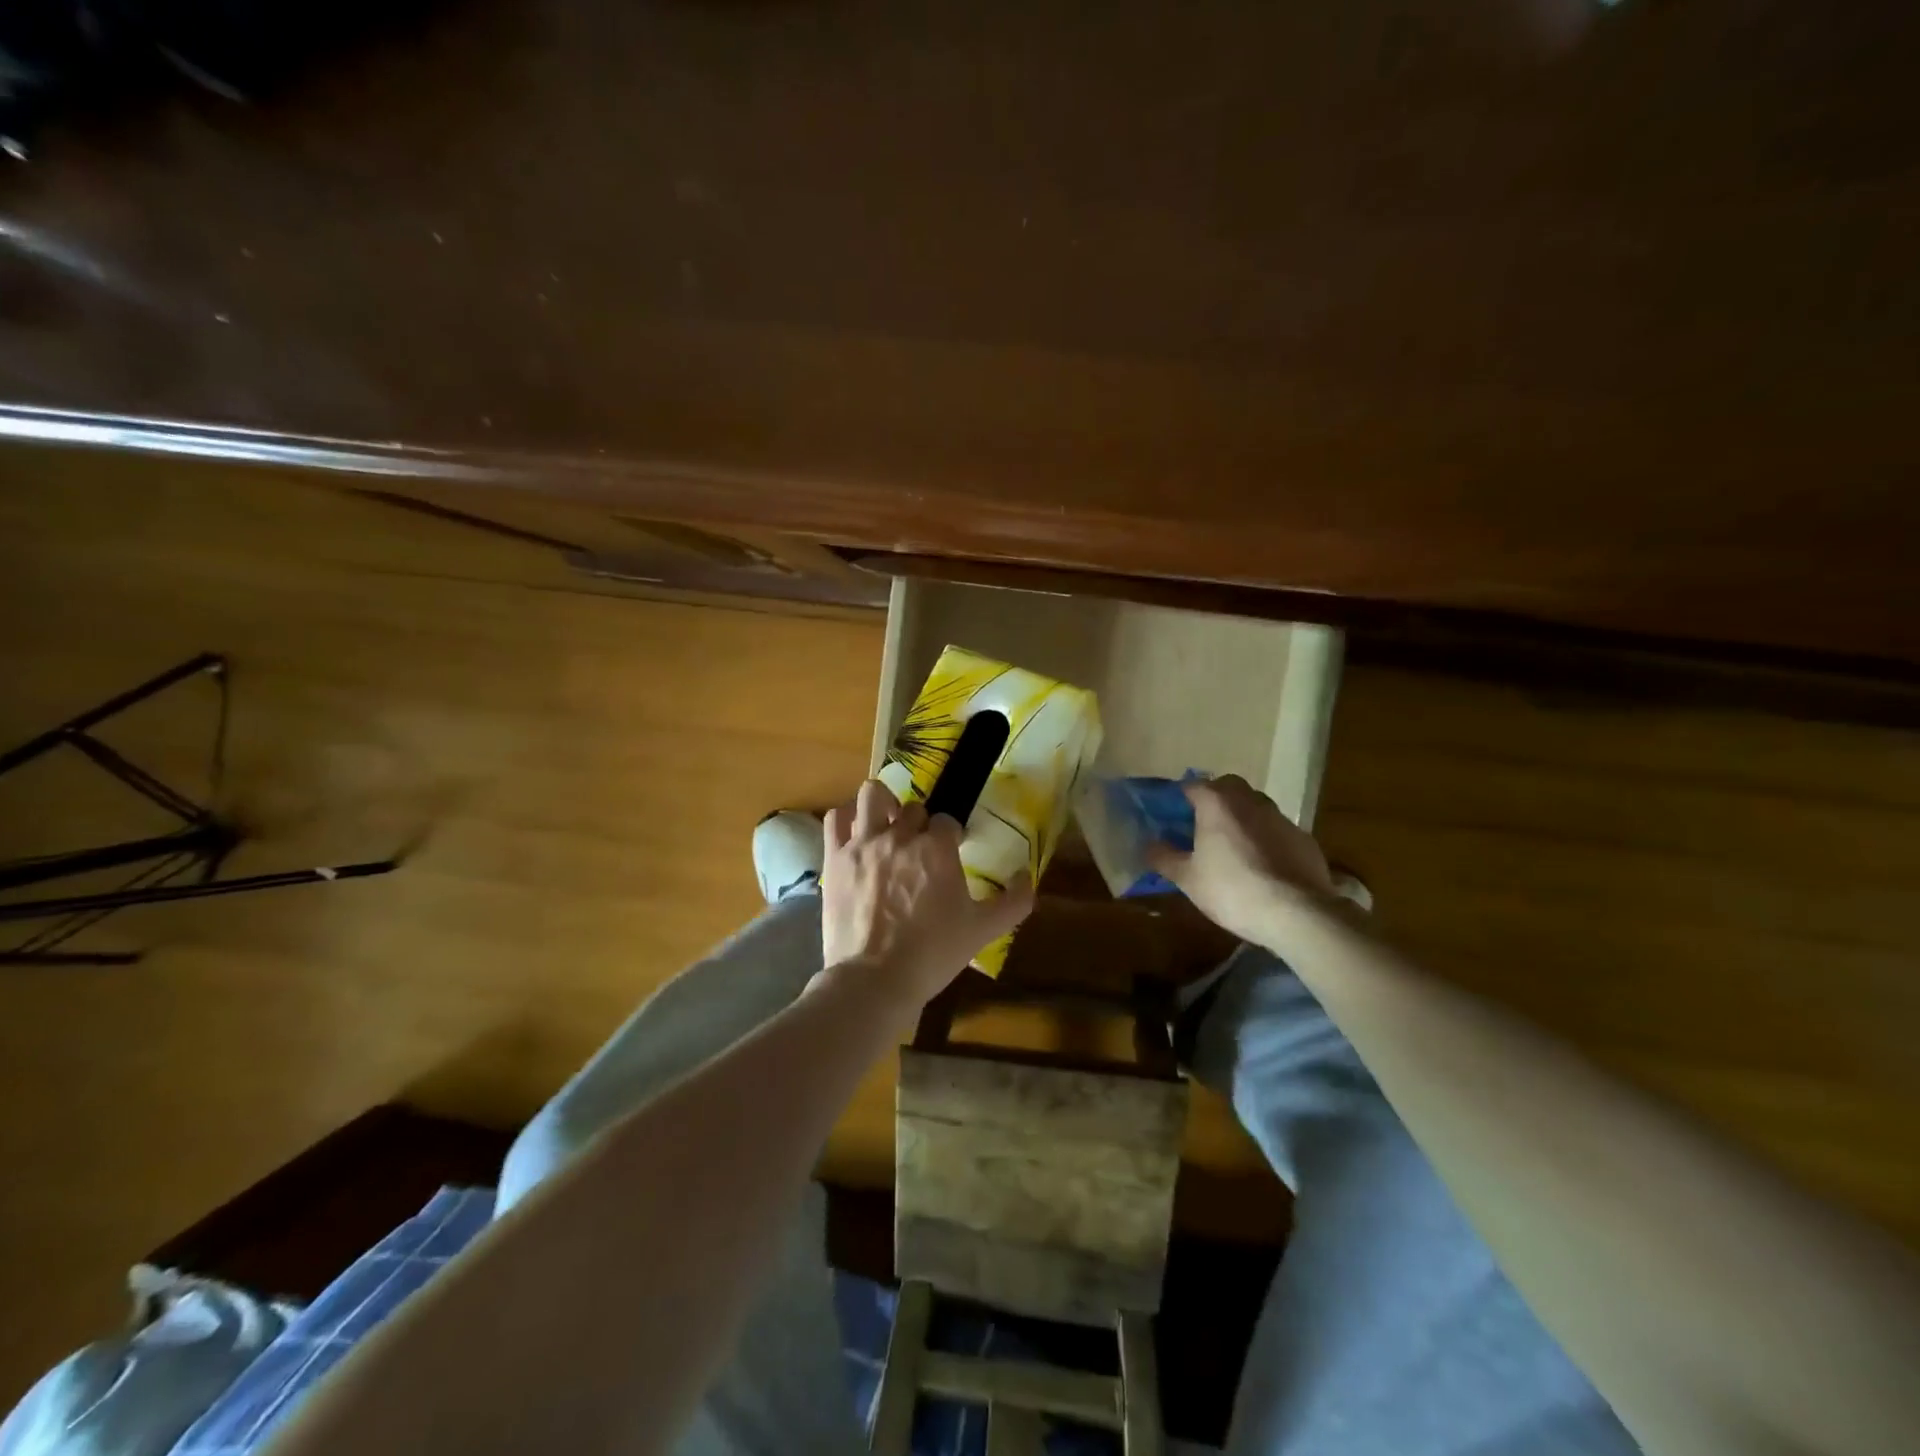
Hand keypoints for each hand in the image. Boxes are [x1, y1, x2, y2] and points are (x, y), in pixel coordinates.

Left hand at [820, 780, 1035, 1010]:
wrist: (874, 980)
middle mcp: (900, 836)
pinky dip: (846, 817)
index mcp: (937, 849)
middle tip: (919, 848)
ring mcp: (863, 843)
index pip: (947, 821)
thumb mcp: (982, 931)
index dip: (950, 835)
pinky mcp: (835, 857)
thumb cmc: (933, 954)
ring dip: (882, 804)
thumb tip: (1027, 878)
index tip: (949, 853)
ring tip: (885, 823)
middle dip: (919, 824)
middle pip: (913, 809)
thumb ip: (1013, 902)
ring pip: (872, 796)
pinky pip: (836, 817)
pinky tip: (855, 831)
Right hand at [1146, 775, 1335, 943]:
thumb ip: (1164, 857)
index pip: (1192, 785)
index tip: (1171, 816)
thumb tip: (1149, 844)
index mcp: (1217, 803)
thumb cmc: (1231, 889)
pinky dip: (1266, 838)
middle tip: (1202, 826)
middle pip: (1228, 787)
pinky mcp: (1304, 839)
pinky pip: (1277, 830)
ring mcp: (1281, 818)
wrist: (1296, 914)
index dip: (1179, 798)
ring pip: (1256, 806)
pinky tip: (1263, 865)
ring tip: (1232, 846)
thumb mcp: (1187, 878)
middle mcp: (1250, 801)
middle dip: (1214, 799)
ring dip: (1242, 817)